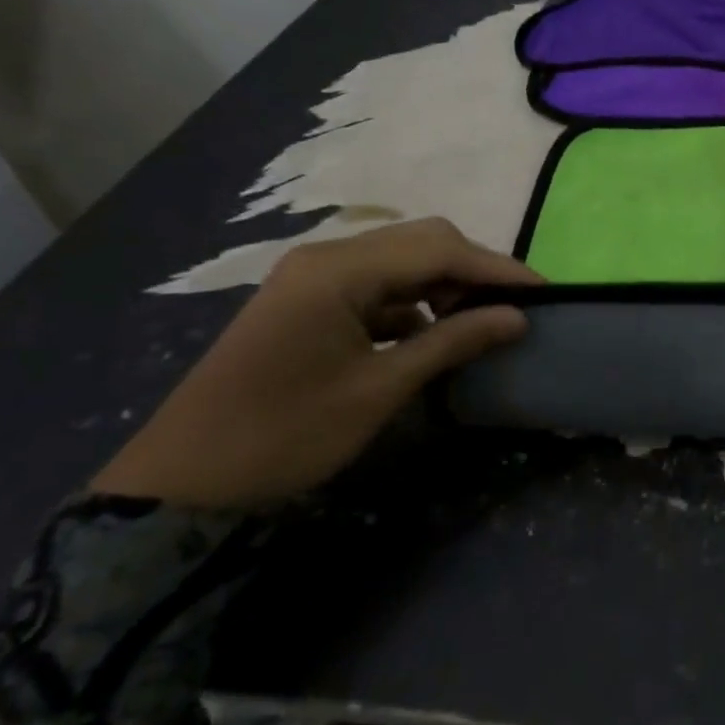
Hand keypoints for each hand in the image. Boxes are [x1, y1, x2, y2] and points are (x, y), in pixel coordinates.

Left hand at [91, 219, 539, 509]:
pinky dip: (413, 300)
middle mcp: (326, 257)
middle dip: (473, 269)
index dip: (497, 268)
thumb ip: (453, 342)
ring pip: (401, 259)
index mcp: (339, 271)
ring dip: (444, 283)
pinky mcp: (308, 298)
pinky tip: (431, 333)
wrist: (181, 482)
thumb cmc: (285, 435)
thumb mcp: (380, 389)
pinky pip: (377, 282)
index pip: (439, 249)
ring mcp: (313, 275)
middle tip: (513, 306)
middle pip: (421, 241)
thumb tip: (518, 318)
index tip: (543, 291)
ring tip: (479, 320)